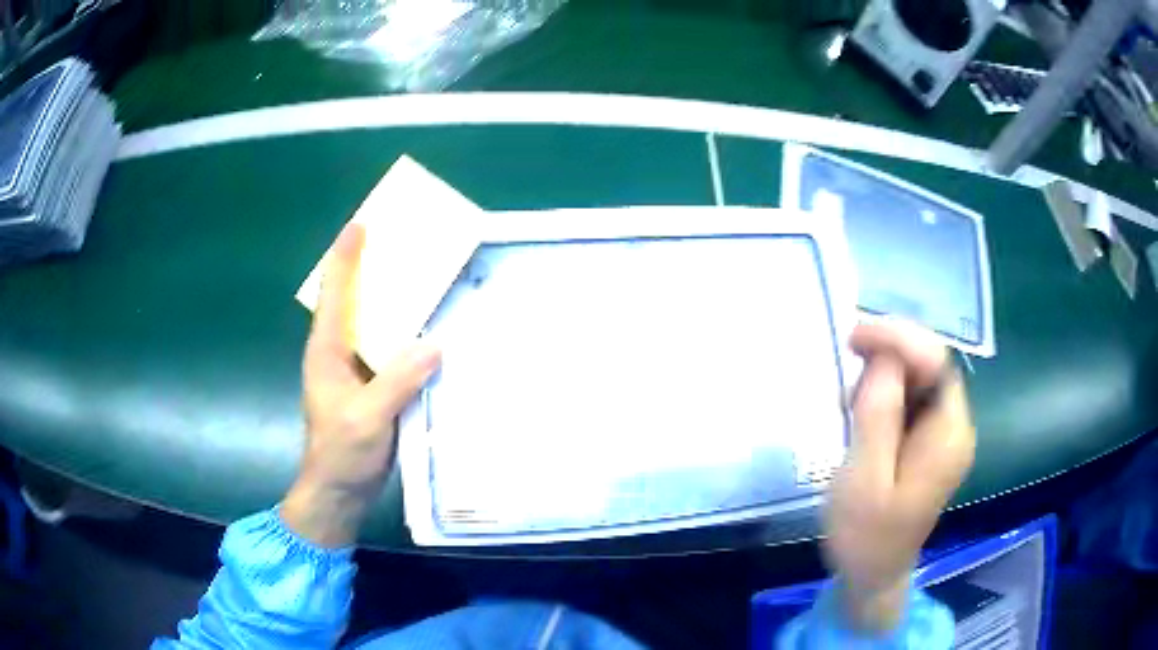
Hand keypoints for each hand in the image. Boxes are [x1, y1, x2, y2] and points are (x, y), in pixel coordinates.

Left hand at [281, 224, 440, 547]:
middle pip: (352, 301)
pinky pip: (388, 352)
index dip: (343, 257)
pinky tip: (430, 331)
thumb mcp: (366, 420)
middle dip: (370, 269)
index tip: (359, 224)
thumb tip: (434, 344)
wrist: (338, 492)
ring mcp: (354, 372)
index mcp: (326, 352)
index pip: (334, 294)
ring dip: (391, 302)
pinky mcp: (371, 388)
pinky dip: (404, 336)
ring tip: (421, 278)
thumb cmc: (341, 455)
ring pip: (372, 326)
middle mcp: (338, 354)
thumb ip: (396, 383)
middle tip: (399, 242)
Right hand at [824, 320, 975, 631]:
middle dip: (889, 352)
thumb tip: (885, 358)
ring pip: (918, 379)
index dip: (899, 338)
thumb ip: (879, 415)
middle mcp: (954, 426)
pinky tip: (860, 414)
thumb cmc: (865, 536)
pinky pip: (910, 401)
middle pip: (930, 365)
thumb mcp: (864, 478)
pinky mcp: (927, 443)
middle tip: (845, 359)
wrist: (872, 575)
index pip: (936, 361)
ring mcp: (942, 435)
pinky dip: (883, 394)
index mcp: (949, 435)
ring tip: (848, 401)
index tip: (854, 336)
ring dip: (883, 374)